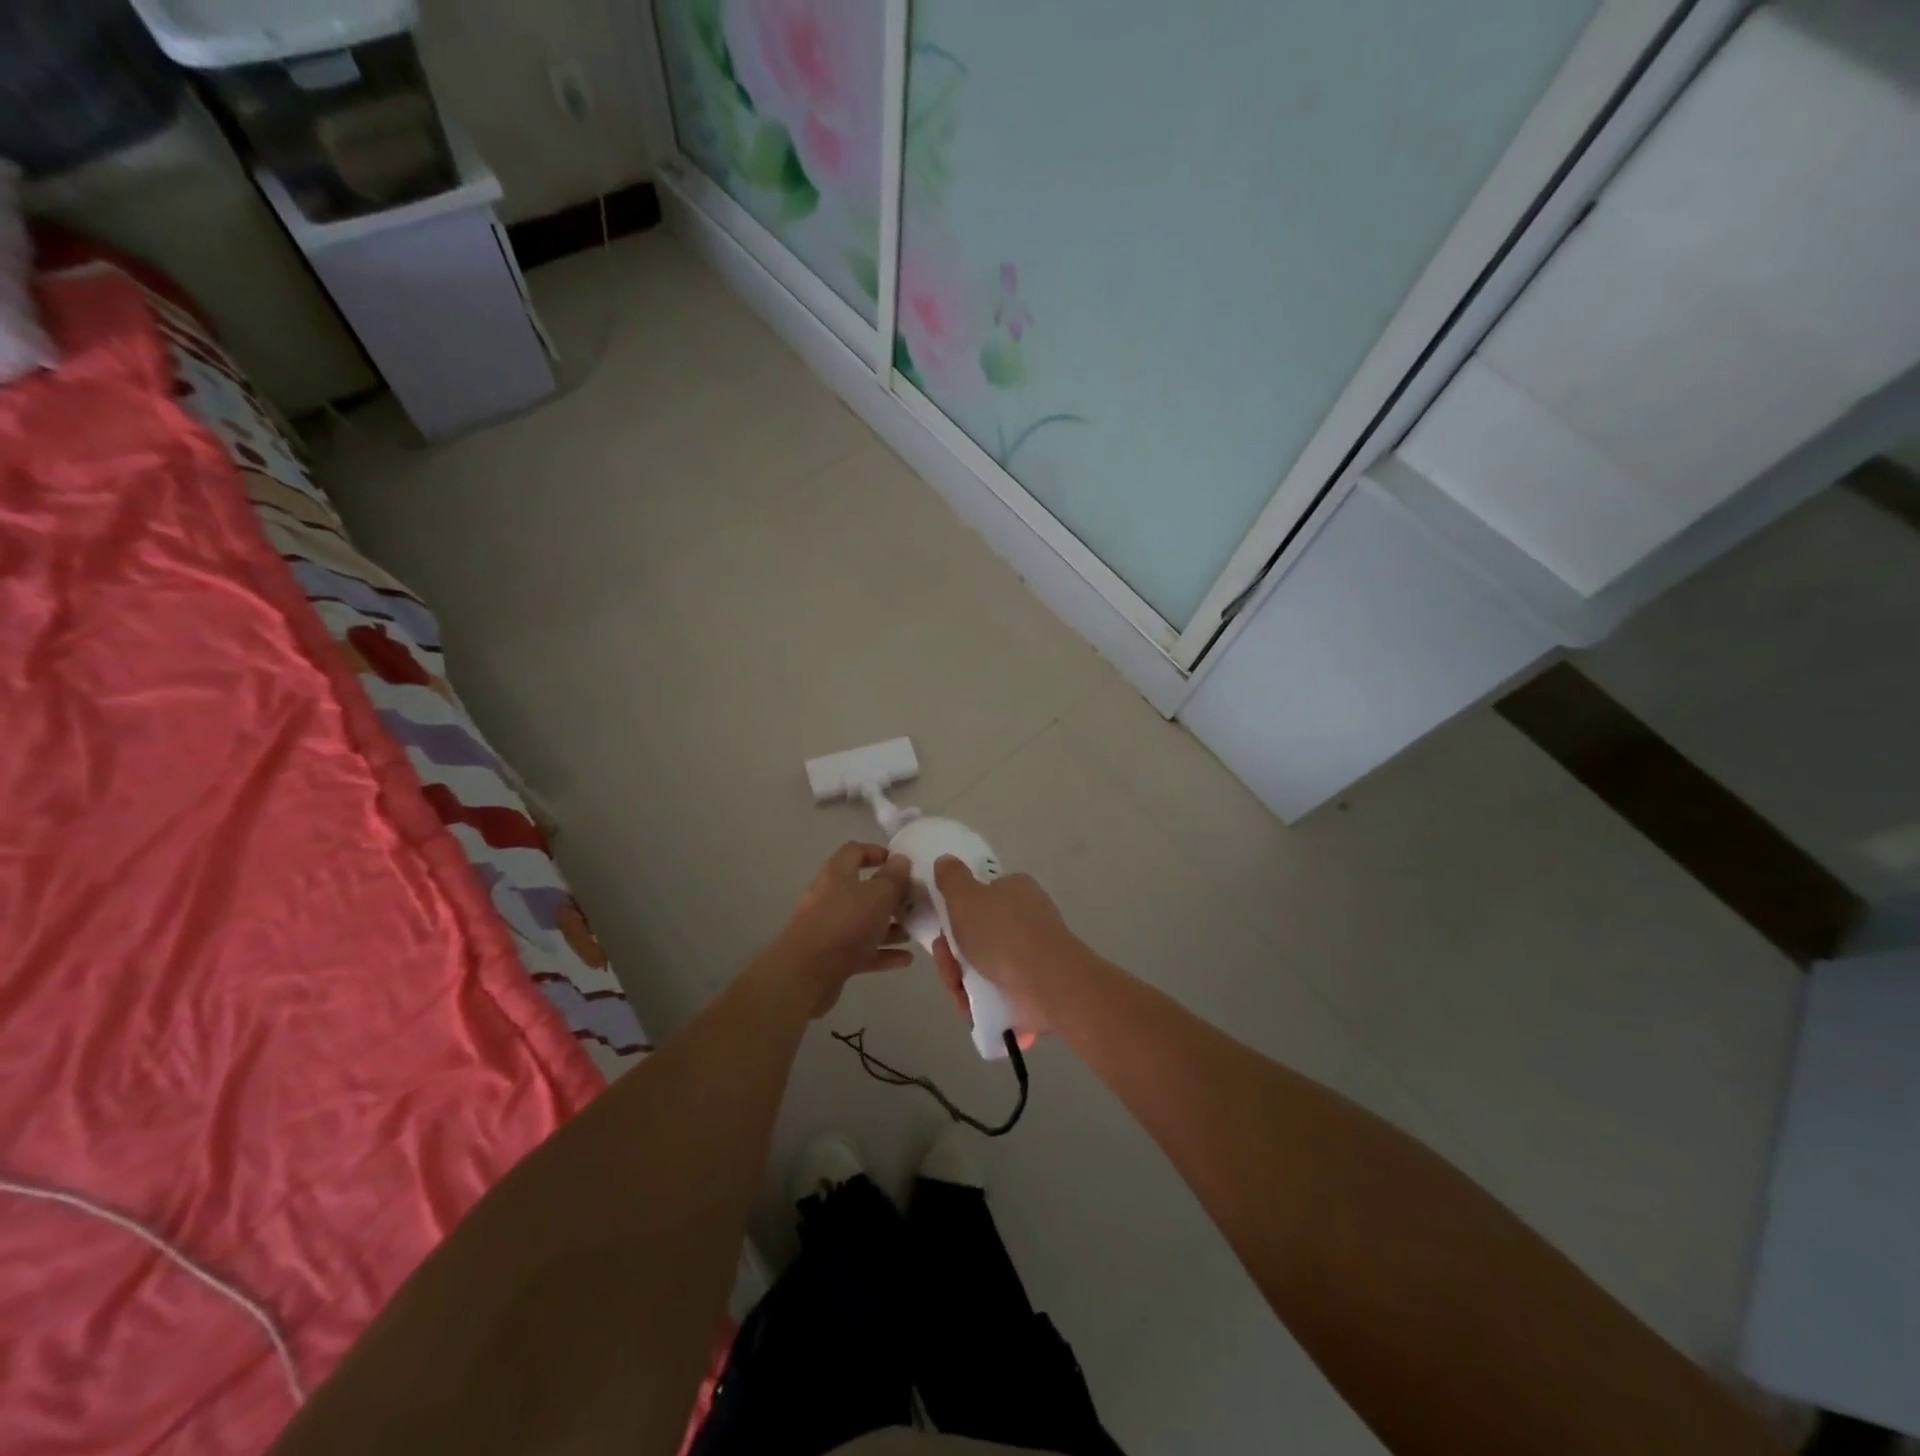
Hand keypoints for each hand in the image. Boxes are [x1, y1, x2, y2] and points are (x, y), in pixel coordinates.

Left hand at [773, 842, 914, 1015]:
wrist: (804, 975)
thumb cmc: (844, 925)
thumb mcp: (878, 896)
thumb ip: (894, 878)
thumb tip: (901, 860)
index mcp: (837, 874)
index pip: (855, 851)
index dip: (878, 852)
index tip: (901, 864)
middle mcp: (830, 897)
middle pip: (862, 889)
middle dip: (890, 896)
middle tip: (914, 902)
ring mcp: (829, 928)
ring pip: (863, 922)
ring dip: (889, 926)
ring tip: (913, 931)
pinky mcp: (831, 957)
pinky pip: (861, 950)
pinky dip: (882, 952)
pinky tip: (905, 959)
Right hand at [930, 856, 1080, 1041]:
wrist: (1045, 983)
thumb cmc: (1003, 932)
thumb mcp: (966, 896)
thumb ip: (951, 878)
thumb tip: (945, 860)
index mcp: (1015, 890)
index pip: (981, 895)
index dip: (957, 912)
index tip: (942, 929)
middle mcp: (1025, 918)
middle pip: (976, 933)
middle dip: (953, 951)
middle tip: (945, 961)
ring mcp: (1030, 955)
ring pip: (981, 964)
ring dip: (960, 976)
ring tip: (957, 989)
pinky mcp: (1030, 986)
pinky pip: (993, 989)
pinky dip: (977, 998)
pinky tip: (967, 1005)